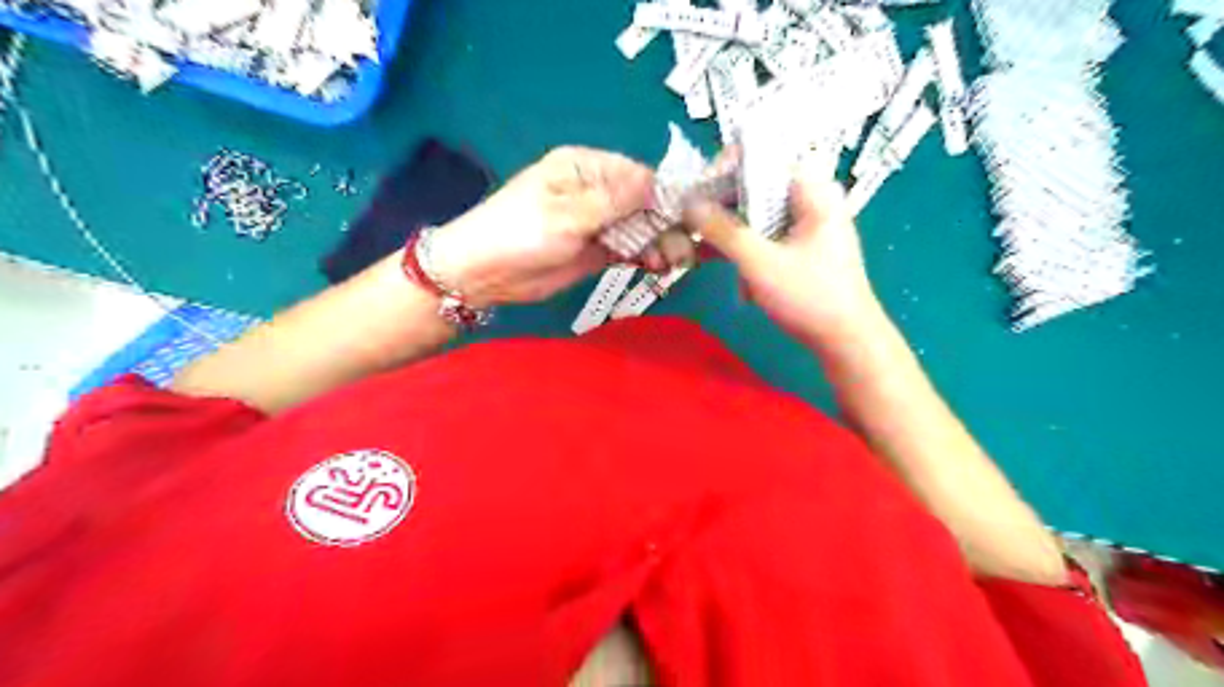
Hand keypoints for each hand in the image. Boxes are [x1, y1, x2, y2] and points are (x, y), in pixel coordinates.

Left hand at [427, 148, 660, 308]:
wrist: (485, 273)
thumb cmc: (521, 232)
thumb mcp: (569, 213)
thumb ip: (616, 201)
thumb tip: (660, 184)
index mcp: (586, 167)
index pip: (639, 175)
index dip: (666, 195)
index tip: (690, 218)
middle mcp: (597, 191)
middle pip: (646, 203)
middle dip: (667, 224)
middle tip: (682, 249)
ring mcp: (598, 222)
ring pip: (642, 227)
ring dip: (660, 243)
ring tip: (672, 262)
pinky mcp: (597, 249)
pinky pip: (630, 248)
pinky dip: (646, 256)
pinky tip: (657, 266)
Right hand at [683, 167, 884, 347]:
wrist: (847, 341)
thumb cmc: (810, 298)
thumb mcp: (760, 263)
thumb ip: (723, 230)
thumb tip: (688, 203)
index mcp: (811, 189)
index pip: (762, 155)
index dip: (724, 167)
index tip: (697, 193)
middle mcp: (809, 197)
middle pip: (755, 183)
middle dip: (720, 204)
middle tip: (689, 223)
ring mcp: (804, 222)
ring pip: (754, 210)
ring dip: (728, 230)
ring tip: (699, 248)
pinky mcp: (797, 245)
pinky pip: (762, 232)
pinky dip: (742, 246)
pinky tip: (719, 265)